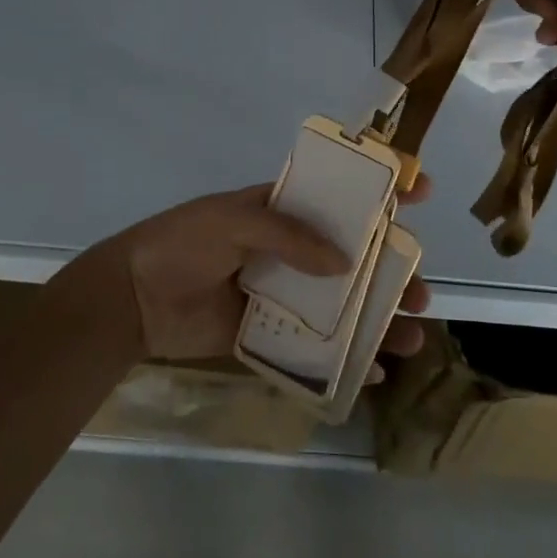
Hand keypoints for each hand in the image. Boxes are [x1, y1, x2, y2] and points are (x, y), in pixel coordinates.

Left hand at [108, 181, 431, 363]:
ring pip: (344, 301)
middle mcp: (293, 248)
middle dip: (393, 268)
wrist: (135, 298)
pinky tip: (375, 369)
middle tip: (419, 289)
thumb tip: (345, 262)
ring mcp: (285, 292)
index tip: (421, 188)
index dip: (380, 188)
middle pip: (355, 254)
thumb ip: (287, 236)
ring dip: (380, 314)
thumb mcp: (232, 221)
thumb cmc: (183, 243)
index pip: (339, 193)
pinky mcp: (271, 331)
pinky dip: (348, 356)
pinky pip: (318, 343)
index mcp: (283, 208)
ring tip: (411, 335)